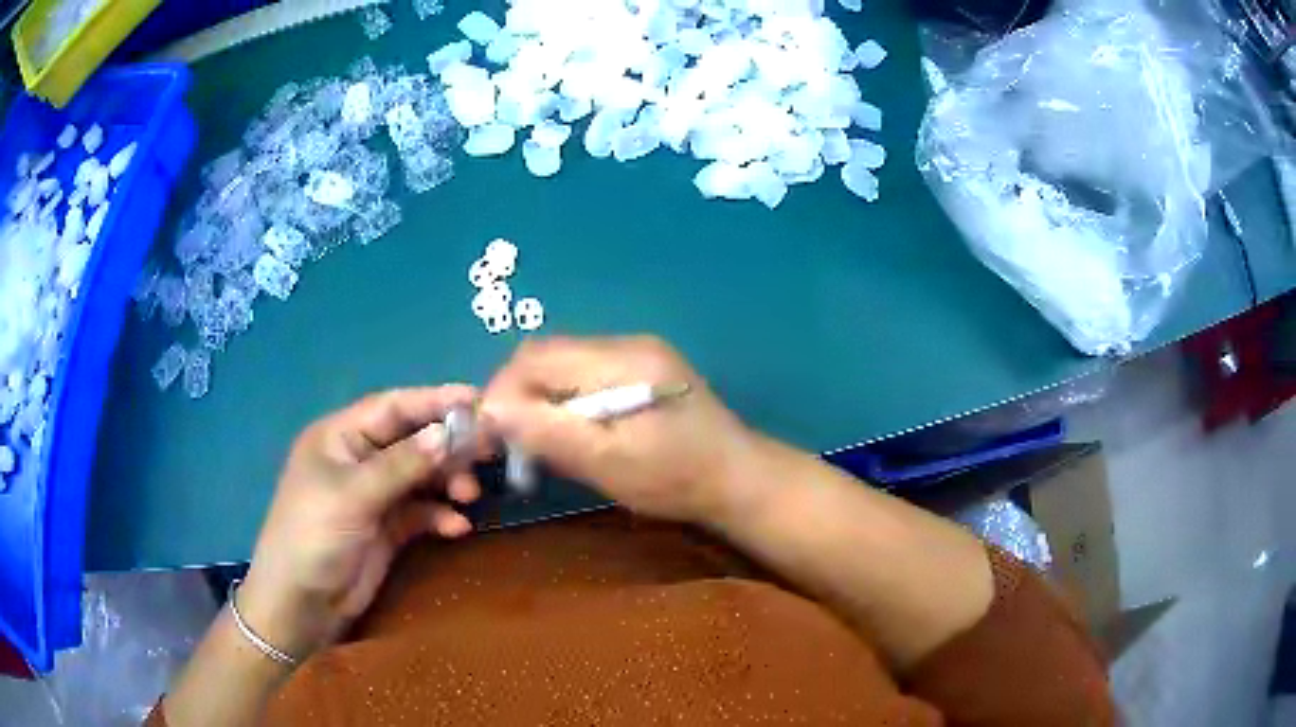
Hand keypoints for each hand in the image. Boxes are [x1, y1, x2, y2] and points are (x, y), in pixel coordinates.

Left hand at [238, 386, 485, 662]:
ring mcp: (374, 496)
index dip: (434, 401)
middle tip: (488, 451)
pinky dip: (440, 516)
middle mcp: (359, 460)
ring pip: (421, 476)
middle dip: (448, 445)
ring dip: (447, 482)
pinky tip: (456, 527)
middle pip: (412, 441)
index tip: (478, 401)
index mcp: (340, 437)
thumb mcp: (353, 495)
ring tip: (469, 495)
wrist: (301, 604)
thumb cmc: (314, 535)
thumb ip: (402, 464)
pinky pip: (421, 512)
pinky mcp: (386, 529)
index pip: (393, 407)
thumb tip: (450, 433)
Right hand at [481, 336, 761, 523]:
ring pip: (563, 365)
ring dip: (539, 398)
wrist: (738, 479)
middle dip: (518, 394)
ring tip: (537, 441)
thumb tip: (491, 410)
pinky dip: (563, 400)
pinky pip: (584, 374)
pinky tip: (569, 431)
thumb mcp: (610, 463)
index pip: (537, 357)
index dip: (503, 390)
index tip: (490, 433)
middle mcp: (627, 344)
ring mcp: (637, 354)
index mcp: (622, 361)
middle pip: (548, 355)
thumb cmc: (677, 479)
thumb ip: (550, 433)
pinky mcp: (641, 370)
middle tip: (511, 441)